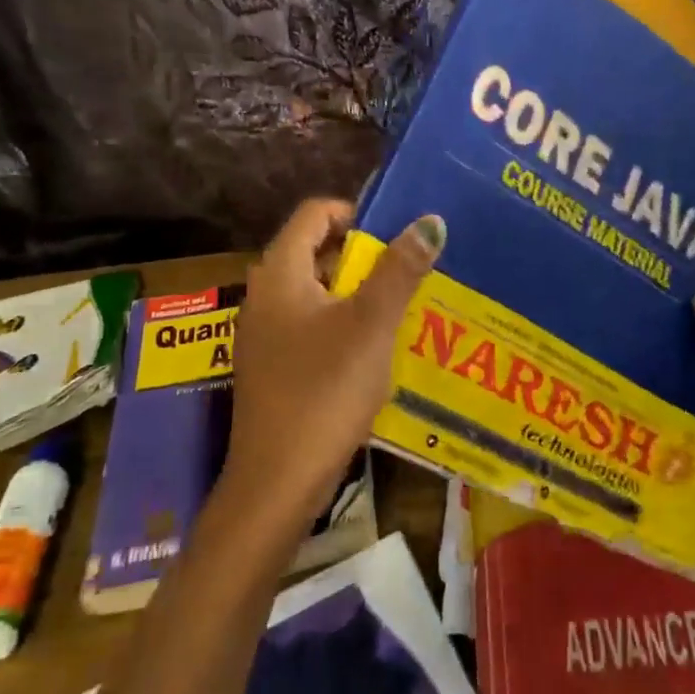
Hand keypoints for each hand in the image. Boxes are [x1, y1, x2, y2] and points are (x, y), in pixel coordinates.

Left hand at [222, 199, 445, 526]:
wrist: (278, 480)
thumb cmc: (325, 390)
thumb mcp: (371, 324)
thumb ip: (400, 270)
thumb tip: (430, 221)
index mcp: (280, 274)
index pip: (313, 214)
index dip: (355, 213)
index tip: (396, 233)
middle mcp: (264, 296)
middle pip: (315, 252)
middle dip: (363, 256)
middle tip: (408, 270)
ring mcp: (265, 335)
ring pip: (316, 293)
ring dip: (357, 292)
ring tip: (401, 307)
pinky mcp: (273, 368)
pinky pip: (311, 326)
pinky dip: (343, 324)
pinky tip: (374, 349)